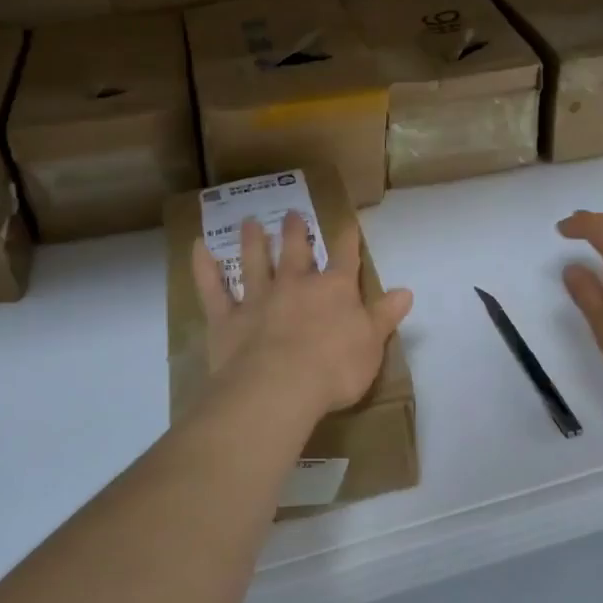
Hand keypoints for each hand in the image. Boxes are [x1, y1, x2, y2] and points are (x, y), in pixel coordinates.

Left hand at [190, 212, 412, 424]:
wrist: (280, 387)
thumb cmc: (334, 369)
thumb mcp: (372, 344)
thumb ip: (385, 316)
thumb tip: (405, 291)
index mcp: (334, 290)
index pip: (345, 257)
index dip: (347, 239)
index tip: (347, 223)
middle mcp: (295, 285)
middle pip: (296, 251)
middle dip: (296, 232)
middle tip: (292, 214)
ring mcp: (258, 298)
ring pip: (254, 262)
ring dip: (253, 241)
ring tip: (249, 222)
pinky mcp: (227, 318)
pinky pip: (212, 288)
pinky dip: (204, 268)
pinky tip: (197, 247)